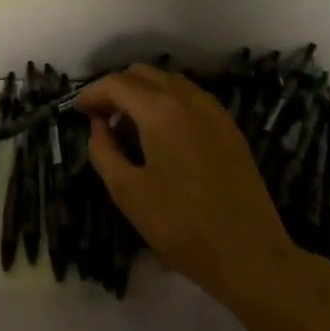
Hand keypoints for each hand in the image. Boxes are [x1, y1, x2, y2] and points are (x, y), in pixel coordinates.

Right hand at [76, 64, 329, 330]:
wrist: (252, 257)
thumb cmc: (182, 226)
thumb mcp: (128, 192)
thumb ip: (103, 151)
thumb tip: (99, 126)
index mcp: (159, 109)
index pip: (115, 84)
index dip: (91, 94)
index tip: (77, 112)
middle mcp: (187, 98)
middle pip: (142, 74)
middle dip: (116, 90)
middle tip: (101, 119)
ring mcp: (213, 111)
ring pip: (168, 82)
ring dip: (143, 94)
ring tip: (130, 128)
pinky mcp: (229, 128)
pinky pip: (189, 98)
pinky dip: (168, 103)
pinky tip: (162, 136)